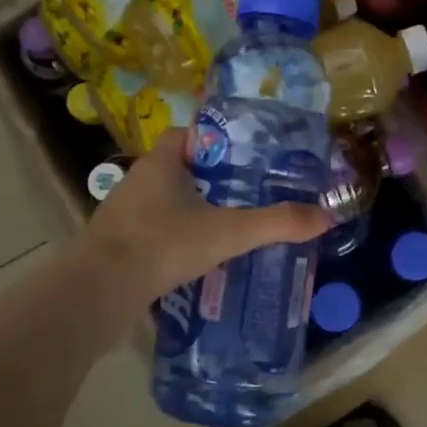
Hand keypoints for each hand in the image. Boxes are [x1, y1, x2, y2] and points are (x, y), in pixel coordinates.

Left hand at [80, 130, 331, 302]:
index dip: (217, 142)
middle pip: (180, 169)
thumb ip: (277, 223)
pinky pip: (154, 232)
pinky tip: (198, 258)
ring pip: (165, 203)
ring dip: (192, 211)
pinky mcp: (117, 245)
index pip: (189, 135)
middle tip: (248, 194)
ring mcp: (123, 214)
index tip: (246, 158)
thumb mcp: (229, 232)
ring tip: (229, 227)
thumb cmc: (164, 244)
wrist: (100, 291)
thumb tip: (325, 216)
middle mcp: (138, 181)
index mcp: (161, 162)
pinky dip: (175, 239)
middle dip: (211, 180)